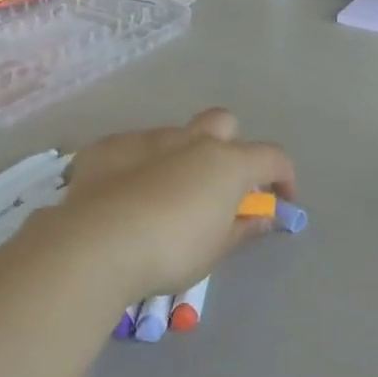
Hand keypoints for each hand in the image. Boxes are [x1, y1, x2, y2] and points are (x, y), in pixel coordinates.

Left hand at [38, 108, 295, 303]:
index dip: (283, 177)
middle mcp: (190, 140)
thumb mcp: (216, 249)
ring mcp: (145, 139)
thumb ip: (242, 227)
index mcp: (226, 163)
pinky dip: (136, 165)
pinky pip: (131, 148)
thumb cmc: (170, 252)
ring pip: (174, 135)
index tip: (280, 200)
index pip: (272, 157)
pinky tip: (123, 195)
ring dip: (179, 158)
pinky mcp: (106, 148)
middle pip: (223, 124)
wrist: (95, 247)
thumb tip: (262, 217)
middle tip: (219, 185)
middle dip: (229, 146)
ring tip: (163, 197)